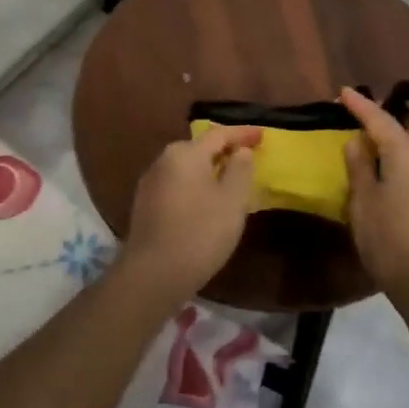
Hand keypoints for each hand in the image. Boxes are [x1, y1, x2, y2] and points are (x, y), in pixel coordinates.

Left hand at [119, 126, 262, 300]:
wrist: (153, 274)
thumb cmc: (200, 233)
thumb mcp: (233, 200)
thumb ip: (241, 169)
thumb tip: (240, 152)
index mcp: (185, 153)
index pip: (219, 134)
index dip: (243, 133)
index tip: (263, 135)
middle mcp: (163, 160)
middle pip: (200, 148)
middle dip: (225, 150)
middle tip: (247, 158)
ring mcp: (150, 183)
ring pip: (187, 168)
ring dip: (209, 169)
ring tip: (230, 180)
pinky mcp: (145, 204)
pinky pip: (177, 184)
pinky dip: (195, 185)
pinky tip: (206, 201)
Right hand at [342, 87, 408, 302]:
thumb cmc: (391, 239)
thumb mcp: (364, 201)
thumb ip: (359, 167)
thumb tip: (356, 142)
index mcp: (407, 152)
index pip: (381, 118)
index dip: (361, 104)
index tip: (343, 92)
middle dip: (395, 113)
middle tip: (367, 121)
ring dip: (405, 134)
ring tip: (376, 145)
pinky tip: (392, 170)